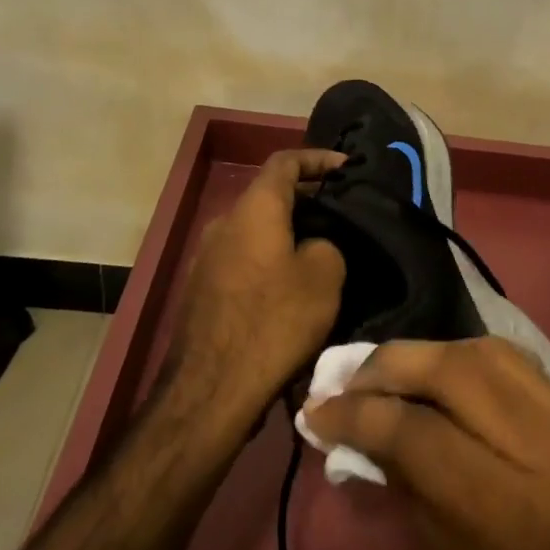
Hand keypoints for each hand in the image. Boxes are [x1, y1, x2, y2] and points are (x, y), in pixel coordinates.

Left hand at [164, 148, 346, 424]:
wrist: (210, 390)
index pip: (286, 161)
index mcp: (255, 208)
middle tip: (341, 211)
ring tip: (322, 248)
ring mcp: (207, 256)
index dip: (319, 158)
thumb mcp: (325, 277)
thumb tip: (314, 245)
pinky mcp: (202, 289)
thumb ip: (327, 244)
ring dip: (288, 230)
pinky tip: (291, 285)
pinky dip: (270, 257)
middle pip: (270, 195)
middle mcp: (225, 222)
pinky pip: (244, 257)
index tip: (347, 167)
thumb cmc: (274, 322)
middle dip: (307, 197)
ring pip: (256, 228)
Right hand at [303, 338, 549, 549]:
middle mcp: (549, 449)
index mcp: (519, 517)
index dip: (359, 413)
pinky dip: (468, 355)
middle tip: (348, 376)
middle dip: (391, 363)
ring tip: (389, 368)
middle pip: (456, 370)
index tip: (316, 409)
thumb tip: (373, 447)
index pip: (420, 434)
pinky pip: (517, 363)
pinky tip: (443, 371)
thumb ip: (425, 514)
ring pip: (488, 351)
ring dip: (429, 350)